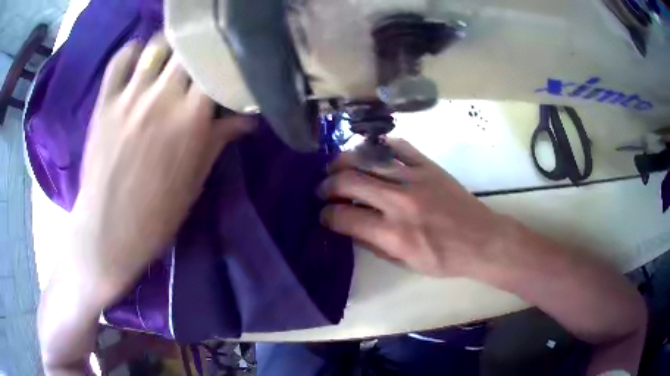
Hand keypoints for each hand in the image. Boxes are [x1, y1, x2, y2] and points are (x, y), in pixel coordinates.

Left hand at [62, 35, 253, 305]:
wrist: (108, 231)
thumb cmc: (156, 214)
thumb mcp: (195, 180)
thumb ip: (220, 139)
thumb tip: (250, 118)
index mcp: (189, 119)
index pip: (216, 68)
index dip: (225, 62)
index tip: (228, 67)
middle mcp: (161, 98)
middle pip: (189, 48)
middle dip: (199, 50)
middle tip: (200, 60)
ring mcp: (129, 96)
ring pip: (156, 45)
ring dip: (169, 47)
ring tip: (171, 59)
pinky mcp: (104, 101)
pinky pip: (120, 59)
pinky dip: (132, 52)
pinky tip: (138, 60)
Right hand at [318, 139, 518, 278]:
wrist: (481, 240)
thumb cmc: (444, 259)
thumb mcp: (405, 264)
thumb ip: (373, 244)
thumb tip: (348, 227)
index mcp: (393, 234)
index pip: (344, 218)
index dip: (326, 216)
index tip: (323, 215)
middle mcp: (399, 202)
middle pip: (349, 182)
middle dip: (327, 185)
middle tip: (322, 189)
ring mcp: (415, 178)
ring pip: (368, 159)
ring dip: (344, 161)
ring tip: (336, 167)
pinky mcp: (428, 166)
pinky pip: (397, 147)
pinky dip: (379, 147)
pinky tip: (370, 153)